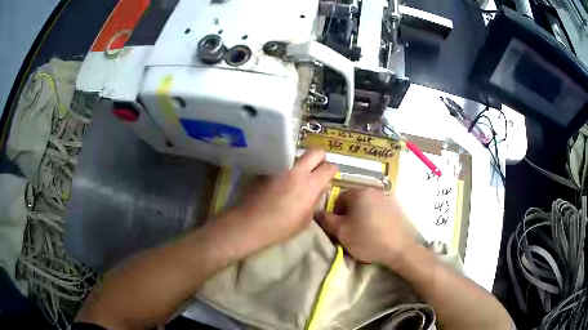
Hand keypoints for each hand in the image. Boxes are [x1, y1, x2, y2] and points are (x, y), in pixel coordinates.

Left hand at [208, 149, 337, 258]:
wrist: (251, 223)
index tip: (329, 177)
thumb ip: (316, 200)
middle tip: (316, 169)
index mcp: (311, 184)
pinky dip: (284, 168)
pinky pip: (281, 163)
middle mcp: (297, 170)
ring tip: (296, 176)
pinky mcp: (267, 168)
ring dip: (301, 163)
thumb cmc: (281, 227)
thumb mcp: (306, 219)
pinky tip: (278, 181)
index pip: (329, 167)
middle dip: (320, 158)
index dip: (332, 171)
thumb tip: (321, 188)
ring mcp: (280, 166)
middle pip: (316, 151)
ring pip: (297, 155)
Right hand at [317, 189, 416, 268]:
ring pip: (367, 205)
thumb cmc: (367, 239)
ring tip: (364, 232)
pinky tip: (377, 230)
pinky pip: (379, 209)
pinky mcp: (396, 207)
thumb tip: (317, 212)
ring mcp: (387, 197)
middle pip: (353, 200)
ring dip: (362, 215)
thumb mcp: (341, 232)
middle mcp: (373, 190)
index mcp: (358, 193)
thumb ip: (326, 220)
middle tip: (350, 231)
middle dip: (348, 214)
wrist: (400, 249)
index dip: (335, 214)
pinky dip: (374, 217)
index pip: (338, 198)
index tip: (338, 228)